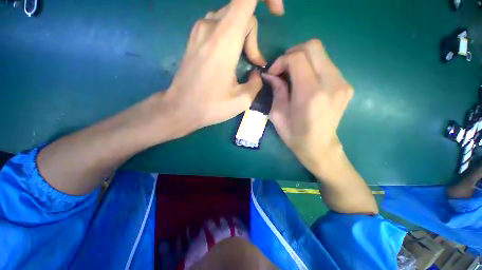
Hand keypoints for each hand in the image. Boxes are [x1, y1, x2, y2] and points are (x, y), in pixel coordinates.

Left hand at [160, 0, 283, 138]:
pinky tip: (229, 59)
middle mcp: (210, 27)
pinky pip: (218, 26)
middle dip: (253, 37)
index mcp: (224, 40)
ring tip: (243, 63)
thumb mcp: (242, 100)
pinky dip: (230, 37)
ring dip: (242, 37)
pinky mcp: (194, 38)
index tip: (277, 14)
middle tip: (254, 63)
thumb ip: (257, 83)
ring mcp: (199, 31)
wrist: (180, 108)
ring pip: (230, 19)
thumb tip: (257, 73)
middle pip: (242, 12)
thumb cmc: (211, 106)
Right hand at [263, 39, 353, 175]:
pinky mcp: (346, 86)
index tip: (273, 72)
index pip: (297, 58)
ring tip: (292, 75)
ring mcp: (342, 84)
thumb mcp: (277, 115)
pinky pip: (326, 65)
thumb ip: (276, 90)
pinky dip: (312, 67)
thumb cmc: (294, 135)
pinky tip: (305, 81)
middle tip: (282, 69)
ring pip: (321, 53)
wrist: (319, 147)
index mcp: (310, 94)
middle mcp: (331, 84)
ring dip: (302, 59)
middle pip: (313, 47)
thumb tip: (270, 75)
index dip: (281, 60)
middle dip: (292, 53)